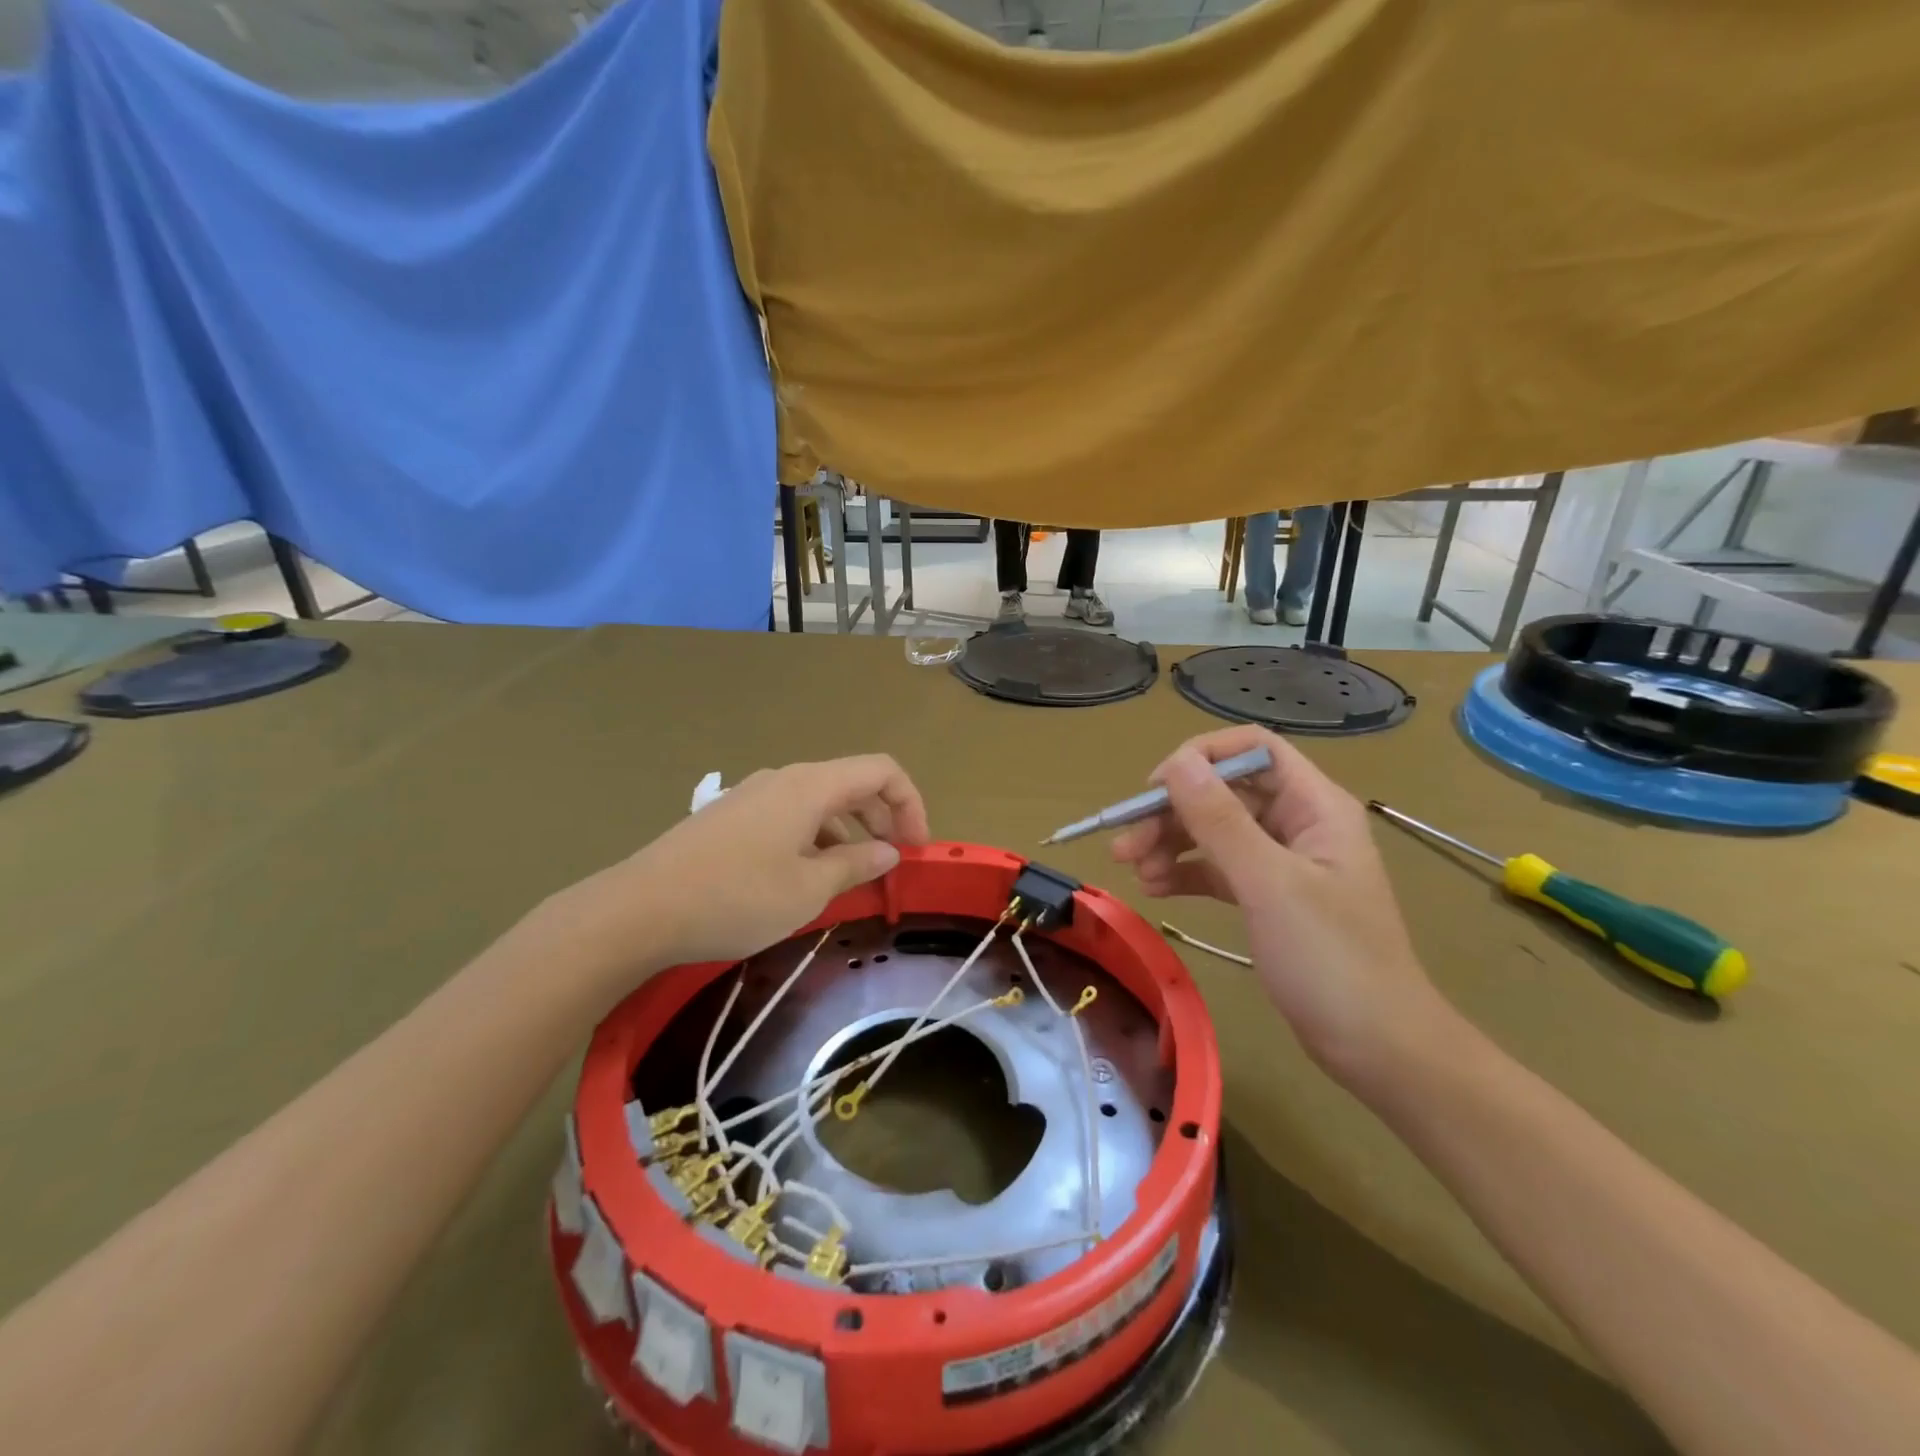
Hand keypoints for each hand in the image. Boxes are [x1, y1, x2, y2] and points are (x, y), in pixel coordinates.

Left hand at [555, 755, 930, 992]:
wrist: (639, 909)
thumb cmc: (735, 897)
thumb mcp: (808, 889)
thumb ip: (855, 865)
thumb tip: (887, 851)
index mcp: (810, 786)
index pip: (881, 771)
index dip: (910, 804)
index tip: (916, 849)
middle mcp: (785, 779)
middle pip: (852, 783)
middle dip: (883, 819)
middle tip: (892, 864)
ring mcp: (754, 795)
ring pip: (820, 802)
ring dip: (849, 832)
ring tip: (853, 876)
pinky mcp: (732, 817)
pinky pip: (791, 816)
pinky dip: (816, 838)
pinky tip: (806, 877)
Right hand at [1111, 726, 1448, 1082]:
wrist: (1379, 1049)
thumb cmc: (1331, 960)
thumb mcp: (1268, 884)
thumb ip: (1219, 820)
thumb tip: (1176, 762)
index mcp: (1315, 805)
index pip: (1252, 749)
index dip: (1200, 758)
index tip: (1154, 790)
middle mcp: (1300, 823)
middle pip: (1224, 792)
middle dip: (1172, 812)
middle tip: (1125, 845)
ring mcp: (1284, 861)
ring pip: (1216, 831)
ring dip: (1171, 843)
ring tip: (1134, 871)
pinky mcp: (1270, 897)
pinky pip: (1219, 869)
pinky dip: (1186, 873)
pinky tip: (1156, 889)